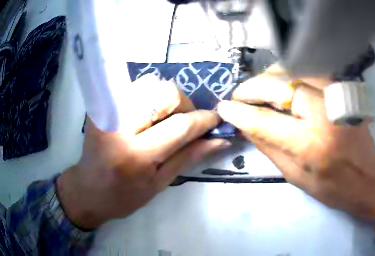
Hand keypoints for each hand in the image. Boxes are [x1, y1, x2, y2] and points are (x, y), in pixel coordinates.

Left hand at [57, 74, 229, 228]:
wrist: (88, 189)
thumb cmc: (124, 196)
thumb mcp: (159, 184)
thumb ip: (188, 158)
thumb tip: (219, 141)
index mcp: (136, 156)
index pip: (179, 126)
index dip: (203, 120)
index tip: (215, 119)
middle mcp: (120, 128)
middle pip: (164, 93)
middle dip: (184, 105)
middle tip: (185, 122)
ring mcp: (108, 112)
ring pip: (149, 83)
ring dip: (165, 98)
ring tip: (164, 118)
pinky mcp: (101, 107)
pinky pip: (133, 87)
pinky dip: (148, 96)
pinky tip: (147, 114)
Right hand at [217, 65, 374, 236]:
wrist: (369, 178)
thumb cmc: (333, 187)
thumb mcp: (295, 176)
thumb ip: (267, 146)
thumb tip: (243, 123)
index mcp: (311, 144)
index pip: (263, 120)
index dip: (239, 112)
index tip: (223, 108)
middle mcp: (325, 112)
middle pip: (278, 85)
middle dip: (251, 88)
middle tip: (239, 97)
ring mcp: (337, 95)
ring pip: (293, 70)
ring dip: (270, 78)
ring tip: (259, 91)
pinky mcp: (344, 89)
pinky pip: (309, 71)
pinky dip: (290, 74)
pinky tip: (283, 86)